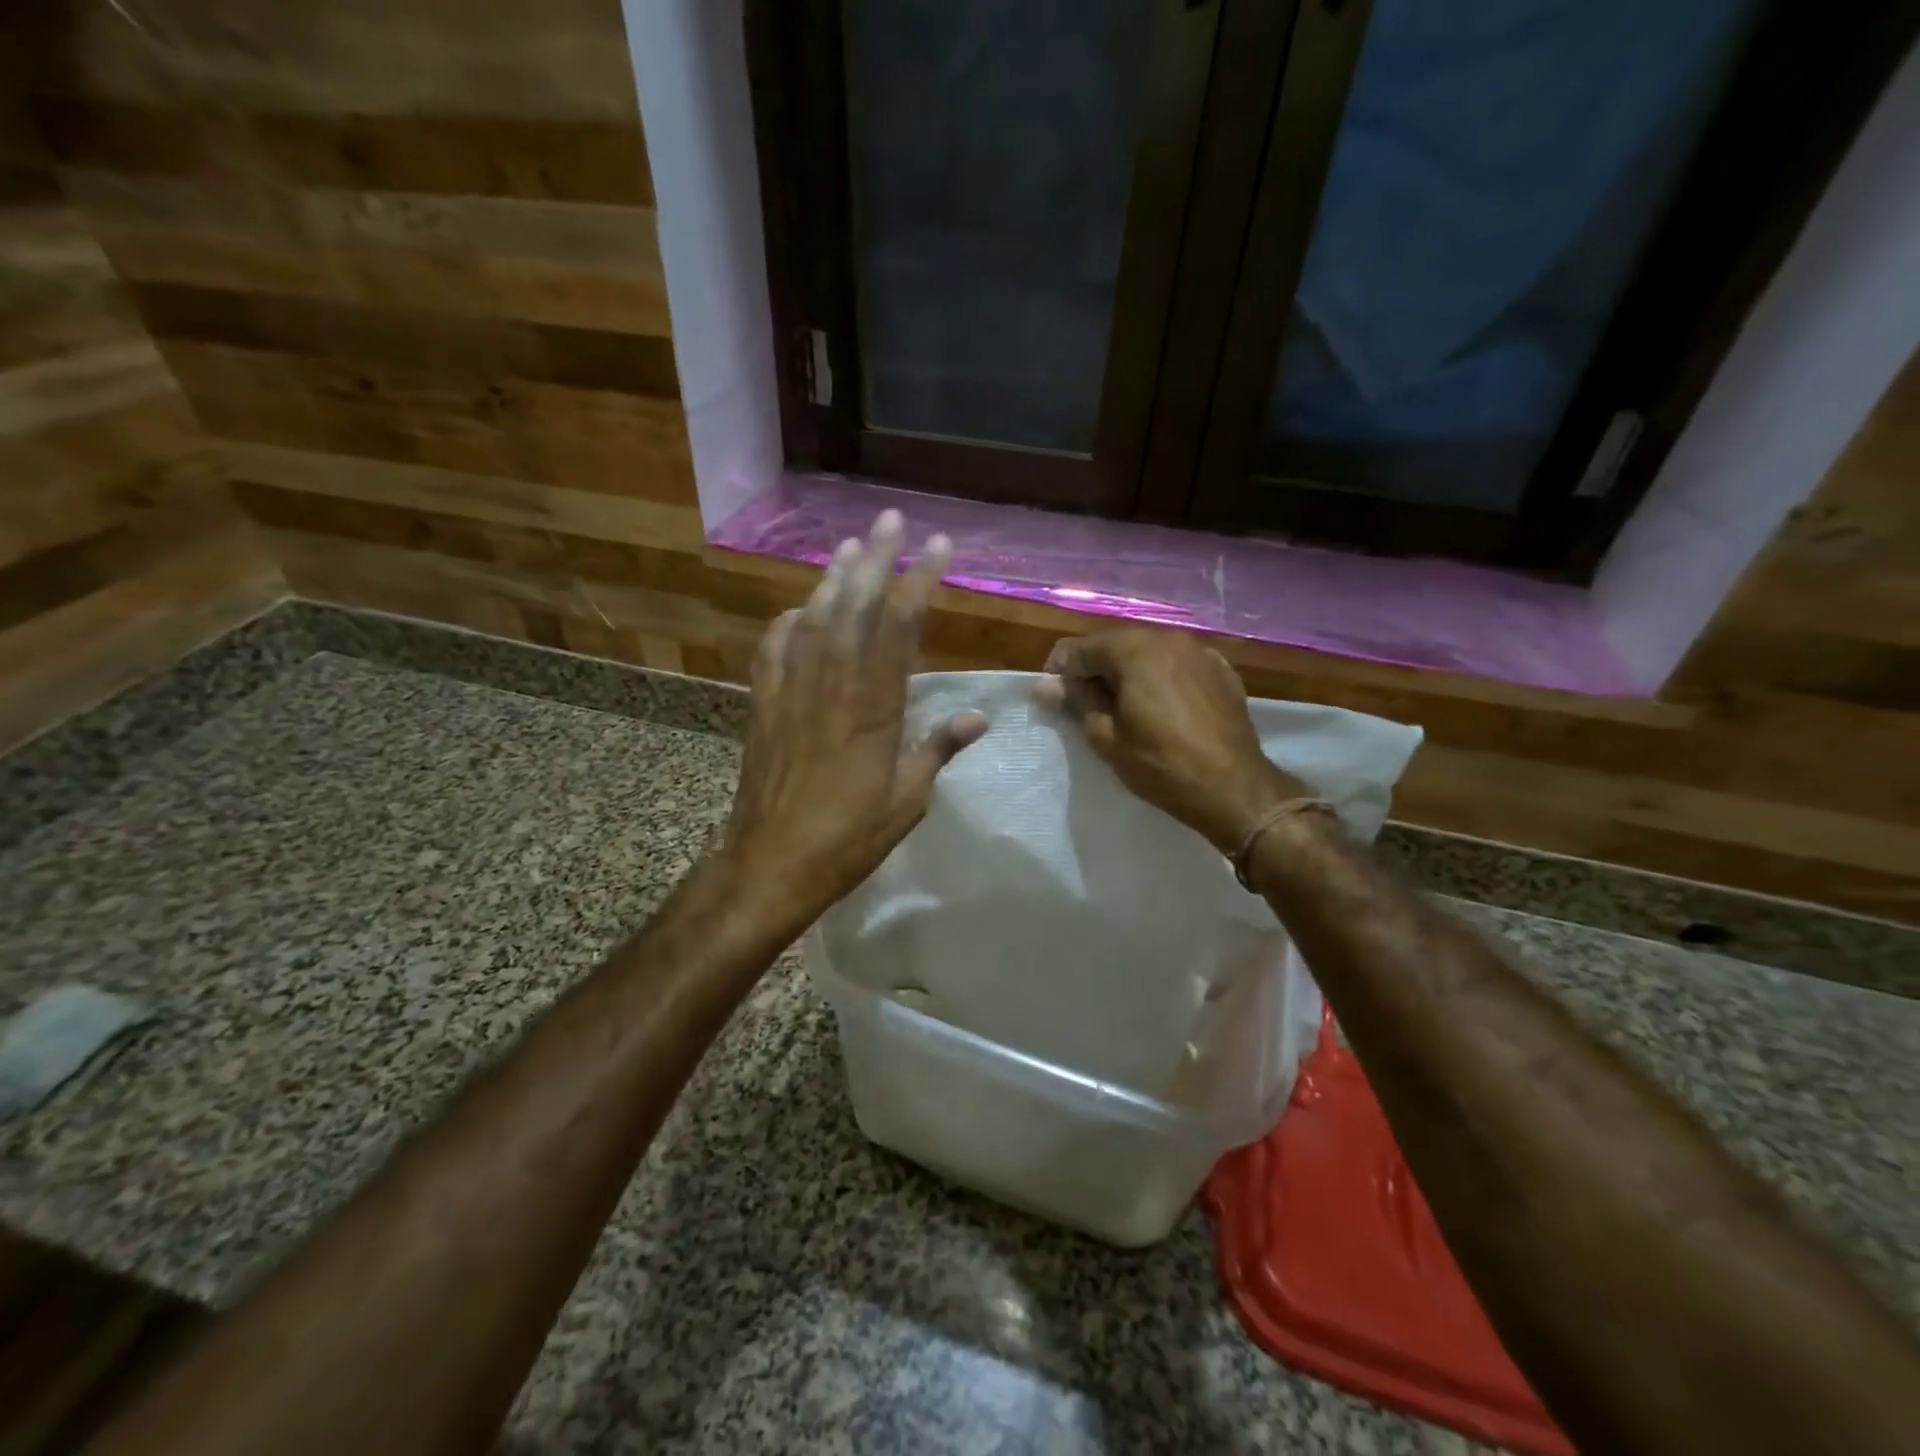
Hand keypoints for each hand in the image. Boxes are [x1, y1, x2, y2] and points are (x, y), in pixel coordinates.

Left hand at [724, 511, 988, 923]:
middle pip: (854, 607)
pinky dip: (788, 624)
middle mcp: (831, 686)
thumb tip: (981, 717)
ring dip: (832, 579)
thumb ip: (939, 750)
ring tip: (848, 546)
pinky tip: (799, 611)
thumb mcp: (907, 800)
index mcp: (874, 707)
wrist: (770, 863)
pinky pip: (773, 651)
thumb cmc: (848, 837)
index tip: (937, 547)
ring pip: (813, 620)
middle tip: (888, 519)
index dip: (920, 581)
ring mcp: (791, 692)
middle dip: (874, 559)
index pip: (900, 627)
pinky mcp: (762, 707)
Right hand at [1036, 627, 1304, 854]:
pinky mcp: (1221, 669)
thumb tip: (1047, 686)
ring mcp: (1199, 651)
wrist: (1235, 788)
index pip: (1079, 649)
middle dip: (1094, 670)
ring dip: (1128, 673)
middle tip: (1085, 706)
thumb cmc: (1162, 765)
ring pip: (1148, 652)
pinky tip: (1160, 707)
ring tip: (1122, 708)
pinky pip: (1177, 664)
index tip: (1054, 701)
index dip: (1059, 673)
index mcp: (1134, 650)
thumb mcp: (1106, 738)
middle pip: (1115, 645)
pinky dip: (1160, 678)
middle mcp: (1167, 638)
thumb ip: (1077, 702)